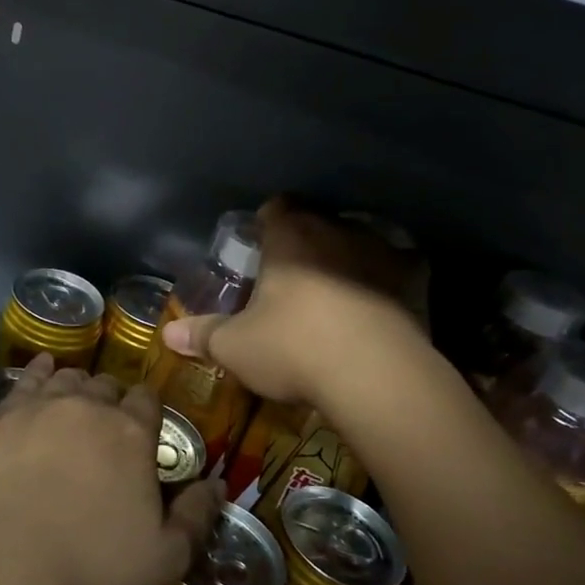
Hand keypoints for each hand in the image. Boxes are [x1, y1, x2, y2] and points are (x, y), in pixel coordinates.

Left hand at [0, 357, 222, 584]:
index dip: (149, 411)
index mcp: (133, 434)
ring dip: (79, 387)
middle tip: (107, 427)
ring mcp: (45, 404)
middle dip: (112, 400)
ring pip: (70, 378)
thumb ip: (196, 518)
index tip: (145, 429)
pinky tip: (43, 368)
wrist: (4, 559)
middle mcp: (91, 406)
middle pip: (108, 386)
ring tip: (77, 404)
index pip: (149, 401)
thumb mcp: (163, 559)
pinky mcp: (6, 412)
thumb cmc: (90, 563)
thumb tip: (218, 484)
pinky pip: (29, 377)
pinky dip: (40, 370)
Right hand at [160, 197, 427, 407]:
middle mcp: (336, 229)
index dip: (266, 224)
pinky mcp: (415, 276)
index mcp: (290, 236)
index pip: (275, 207)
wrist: (376, 377)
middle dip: (306, 240)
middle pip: (317, 220)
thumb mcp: (235, 347)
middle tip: (293, 274)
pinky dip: (389, 277)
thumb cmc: (293, 349)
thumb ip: (202, 335)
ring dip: (348, 256)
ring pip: (359, 239)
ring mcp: (381, 249)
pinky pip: (401, 265)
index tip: (260, 247)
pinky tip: (382, 302)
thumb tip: (168, 334)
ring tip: (338, 289)